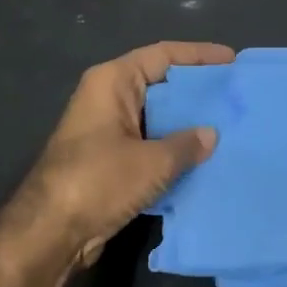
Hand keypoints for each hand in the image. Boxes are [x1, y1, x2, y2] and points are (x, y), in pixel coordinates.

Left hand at [8, 40, 233, 268]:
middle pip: (160, 84)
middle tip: (235, 97)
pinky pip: (149, 144)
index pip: (162, 55)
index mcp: (112, 82)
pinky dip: (172, 149)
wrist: (51, 231)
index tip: (232, 61)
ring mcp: (107, 130)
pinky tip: (203, 159)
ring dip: (186, 124)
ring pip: (156, 118)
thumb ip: (186, 144)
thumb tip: (210, 135)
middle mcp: (108, 98)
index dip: (199, 56)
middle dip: (196, 92)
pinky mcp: (109, 159)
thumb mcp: (151, 162)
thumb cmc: (98, 181)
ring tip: (228, 128)